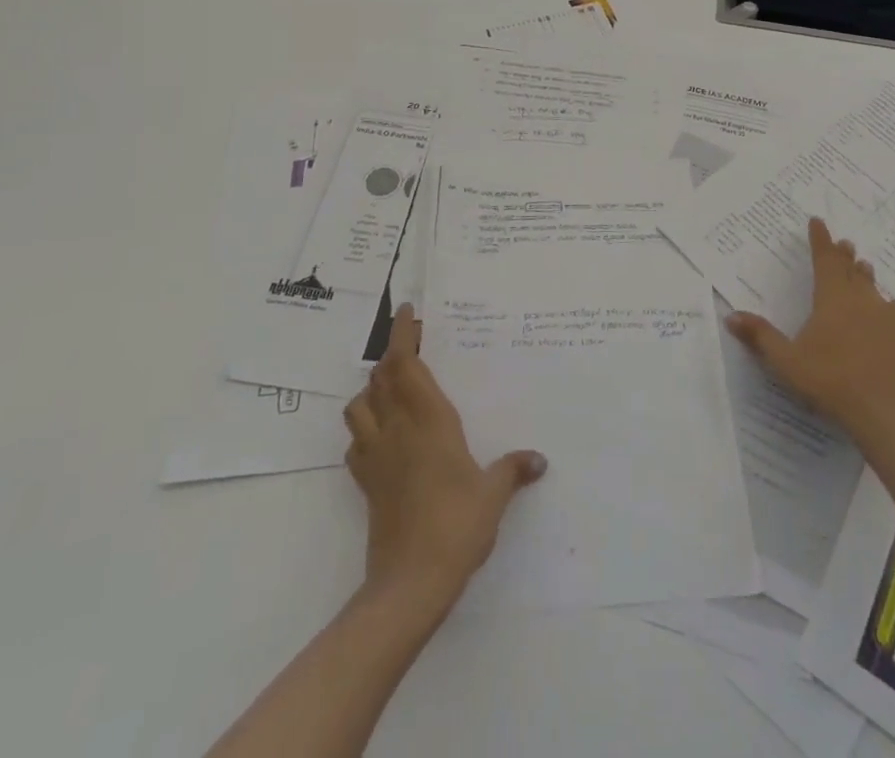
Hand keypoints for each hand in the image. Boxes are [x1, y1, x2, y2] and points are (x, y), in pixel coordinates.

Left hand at [343, 303, 546, 611]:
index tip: (406, 312)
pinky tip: (382, 438)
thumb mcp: (493, 494)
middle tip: (410, 346)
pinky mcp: (365, 483)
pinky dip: (364, 429)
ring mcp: (376, 456)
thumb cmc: (457, 525)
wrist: (410, 582)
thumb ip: (513, 470)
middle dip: (391, 355)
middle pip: (380, 377)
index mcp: (428, 419)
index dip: (401, 334)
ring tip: (392, 390)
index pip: (405, 363)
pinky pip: (355, 443)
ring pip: (359, 405)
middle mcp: (397, 428)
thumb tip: (539, 459)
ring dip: (372, 390)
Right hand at [726, 218, 894, 450]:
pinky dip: (889, 308)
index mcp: (832, 298)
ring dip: (865, 276)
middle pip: (851, 268)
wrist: (888, 414)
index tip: (818, 221)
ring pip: (874, 287)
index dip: (820, 239)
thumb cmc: (831, 383)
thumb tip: (731, 316)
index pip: (824, 258)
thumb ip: (761, 336)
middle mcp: (862, 298)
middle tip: (843, 244)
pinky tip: (889, 314)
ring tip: (863, 268)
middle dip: (843, 255)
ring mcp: (890, 315)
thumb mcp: (787, 362)